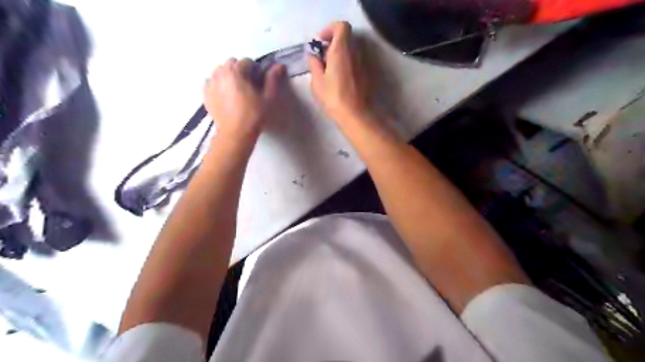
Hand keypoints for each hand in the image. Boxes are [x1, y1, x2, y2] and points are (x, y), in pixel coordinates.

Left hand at [205, 58, 285, 141]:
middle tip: (249, 87)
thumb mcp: (268, 98)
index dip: (255, 71)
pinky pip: (212, 82)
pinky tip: (226, 96)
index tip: (259, 83)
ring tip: (237, 91)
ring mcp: (210, 83)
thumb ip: (272, 79)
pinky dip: (219, 85)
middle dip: (240, 71)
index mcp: (235, 71)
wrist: (235, 133)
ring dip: (229, 76)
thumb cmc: (254, 115)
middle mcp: (220, 73)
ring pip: (220, 72)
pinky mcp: (205, 94)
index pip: (247, 61)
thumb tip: (279, 66)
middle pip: (232, 64)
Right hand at [308, 22, 370, 123]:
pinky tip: (339, 77)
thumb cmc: (334, 97)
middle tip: (322, 56)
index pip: (341, 26)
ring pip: (351, 48)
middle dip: (333, 42)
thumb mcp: (317, 82)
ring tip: (329, 68)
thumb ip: (314, 64)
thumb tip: (313, 56)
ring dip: (340, 52)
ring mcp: (363, 62)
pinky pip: (355, 60)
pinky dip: (347, 62)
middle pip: (346, 37)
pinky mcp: (366, 72)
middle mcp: (355, 52)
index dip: (330, 30)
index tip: (320, 42)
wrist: (356, 114)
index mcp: (341, 49)